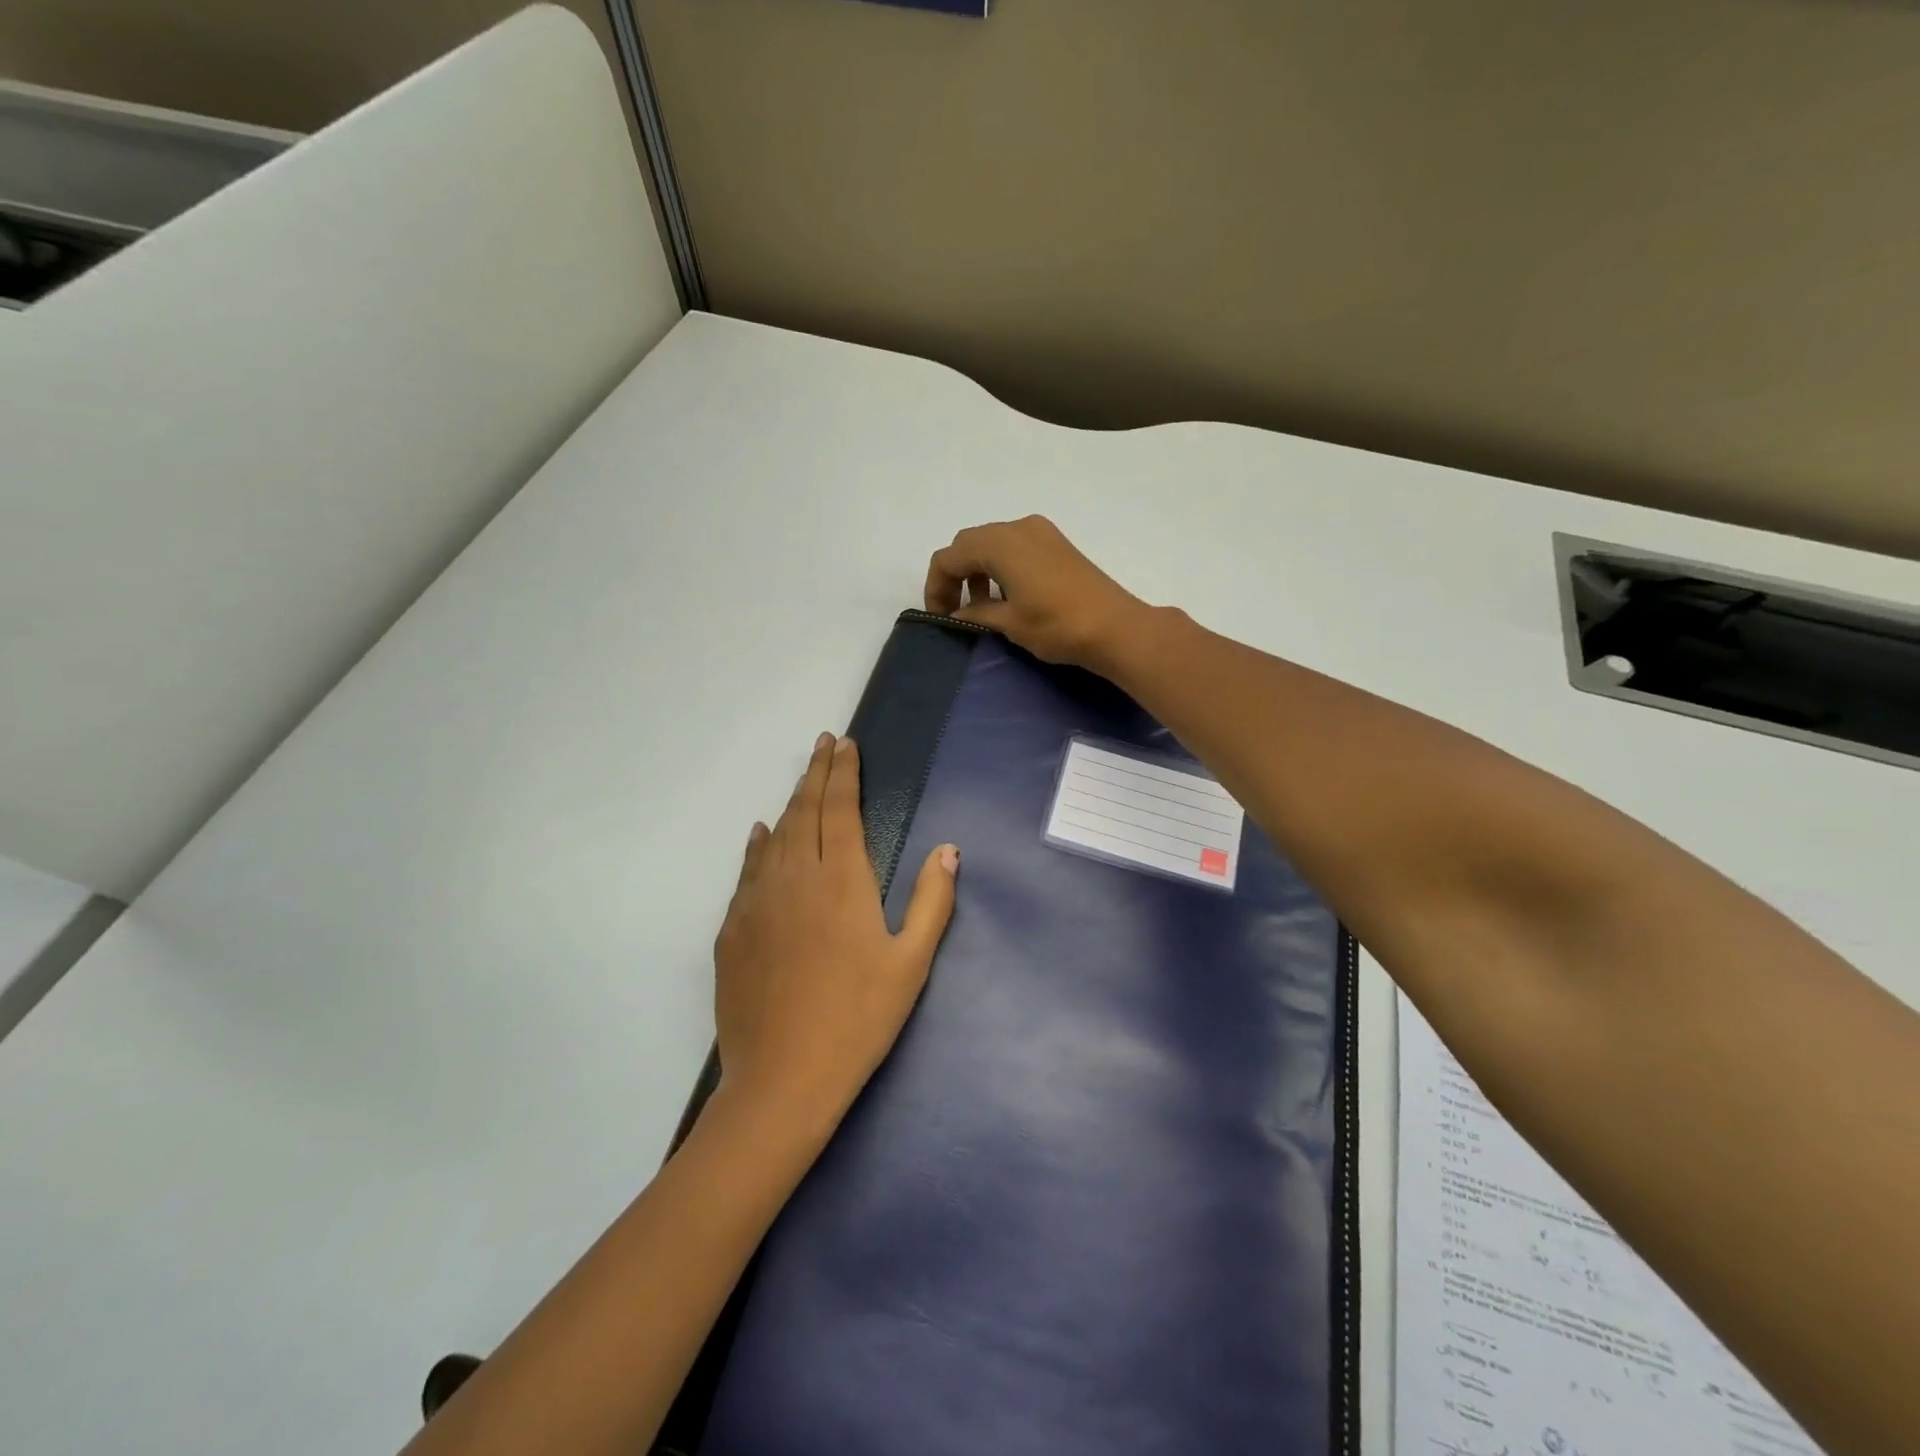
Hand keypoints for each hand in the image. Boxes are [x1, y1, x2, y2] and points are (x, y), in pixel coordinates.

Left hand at [714, 732, 958, 1138]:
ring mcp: (757, 902)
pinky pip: (748, 870)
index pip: (841, 809)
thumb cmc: (858, 1020)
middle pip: (805, 811)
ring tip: (803, 780)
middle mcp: (795, 878)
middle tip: (824, 743)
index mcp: (842, 881)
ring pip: (775, 836)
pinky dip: (758, 844)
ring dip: (791, 802)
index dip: (844, 773)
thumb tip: (948, 848)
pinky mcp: (733, 929)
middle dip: (817, 772)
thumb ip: (932, 900)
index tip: (846, 744)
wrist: (782, 1080)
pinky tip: (762, 834)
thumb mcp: (911, 963)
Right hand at [924, 515, 1149, 670]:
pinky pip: (1016, 548)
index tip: (941, 617)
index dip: (936, 587)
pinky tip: (1008, 597)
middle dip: (955, 576)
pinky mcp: (1058, 544)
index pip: (949, 557)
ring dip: (979, 572)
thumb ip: (976, 614)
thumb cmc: (1056, 625)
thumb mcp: (1008, 623)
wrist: (1115, 628)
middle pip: (969, 545)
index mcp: (999, 543)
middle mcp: (1018, 527)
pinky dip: (1001, 568)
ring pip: (993, 545)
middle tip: (955, 611)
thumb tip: (958, 614)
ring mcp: (1041, 533)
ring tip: (982, 607)